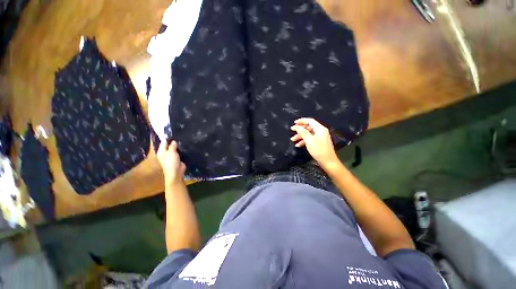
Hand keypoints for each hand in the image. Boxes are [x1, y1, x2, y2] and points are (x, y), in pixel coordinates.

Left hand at [157, 140, 185, 185]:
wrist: (176, 172)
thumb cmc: (171, 162)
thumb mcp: (171, 152)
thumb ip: (172, 145)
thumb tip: (173, 141)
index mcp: (161, 151)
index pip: (164, 142)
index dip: (168, 138)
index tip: (174, 133)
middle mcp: (165, 153)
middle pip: (169, 145)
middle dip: (174, 142)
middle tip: (180, 136)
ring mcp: (171, 156)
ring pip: (174, 149)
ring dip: (178, 146)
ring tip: (183, 140)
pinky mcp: (177, 158)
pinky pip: (179, 153)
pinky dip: (181, 150)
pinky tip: (184, 146)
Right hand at [290, 118, 338, 167]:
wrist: (328, 161)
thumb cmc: (319, 150)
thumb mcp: (309, 140)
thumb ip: (303, 132)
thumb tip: (297, 126)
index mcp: (320, 129)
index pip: (310, 121)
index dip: (302, 121)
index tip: (294, 123)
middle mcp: (320, 131)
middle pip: (308, 127)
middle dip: (299, 130)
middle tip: (292, 131)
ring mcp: (319, 137)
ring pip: (308, 134)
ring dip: (300, 136)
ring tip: (292, 140)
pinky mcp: (318, 143)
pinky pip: (309, 139)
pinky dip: (303, 141)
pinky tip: (298, 145)